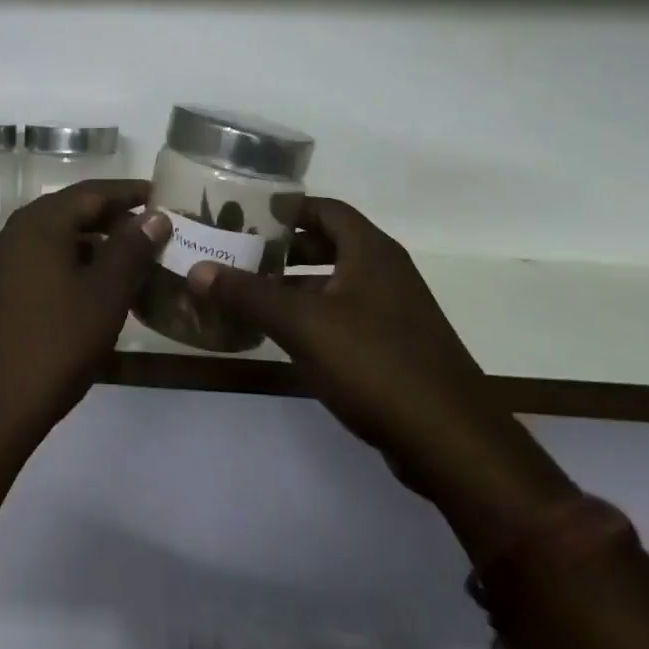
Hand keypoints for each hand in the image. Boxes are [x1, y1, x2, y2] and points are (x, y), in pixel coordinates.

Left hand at [0, 180, 169, 449]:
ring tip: (130, 259)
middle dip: (112, 217)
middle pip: (71, 211)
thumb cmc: (55, 345)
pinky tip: (93, 287)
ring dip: (93, 242)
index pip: (92, 192)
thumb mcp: (105, 295)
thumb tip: (155, 215)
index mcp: (40, 224)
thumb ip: (132, 250)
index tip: (160, 195)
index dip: (129, 192)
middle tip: (151, 228)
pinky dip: (71, 263)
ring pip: (55, 237)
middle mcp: (15, 232)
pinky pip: (40, 260)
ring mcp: (0, 261)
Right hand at [186, 198, 575, 553]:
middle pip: (330, 243)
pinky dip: (315, 314)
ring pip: (337, 282)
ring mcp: (395, 310)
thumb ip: (249, 294)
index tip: (246, 214)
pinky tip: (286, 335)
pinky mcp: (397, 346)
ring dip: (297, 284)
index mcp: (370, 251)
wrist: (450, 440)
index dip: (287, 207)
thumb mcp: (302, 324)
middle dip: (285, 247)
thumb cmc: (374, 363)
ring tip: (252, 294)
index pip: (325, 208)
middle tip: (241, 253)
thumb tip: (197, 270)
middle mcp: (386, 271)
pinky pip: (347, 314)